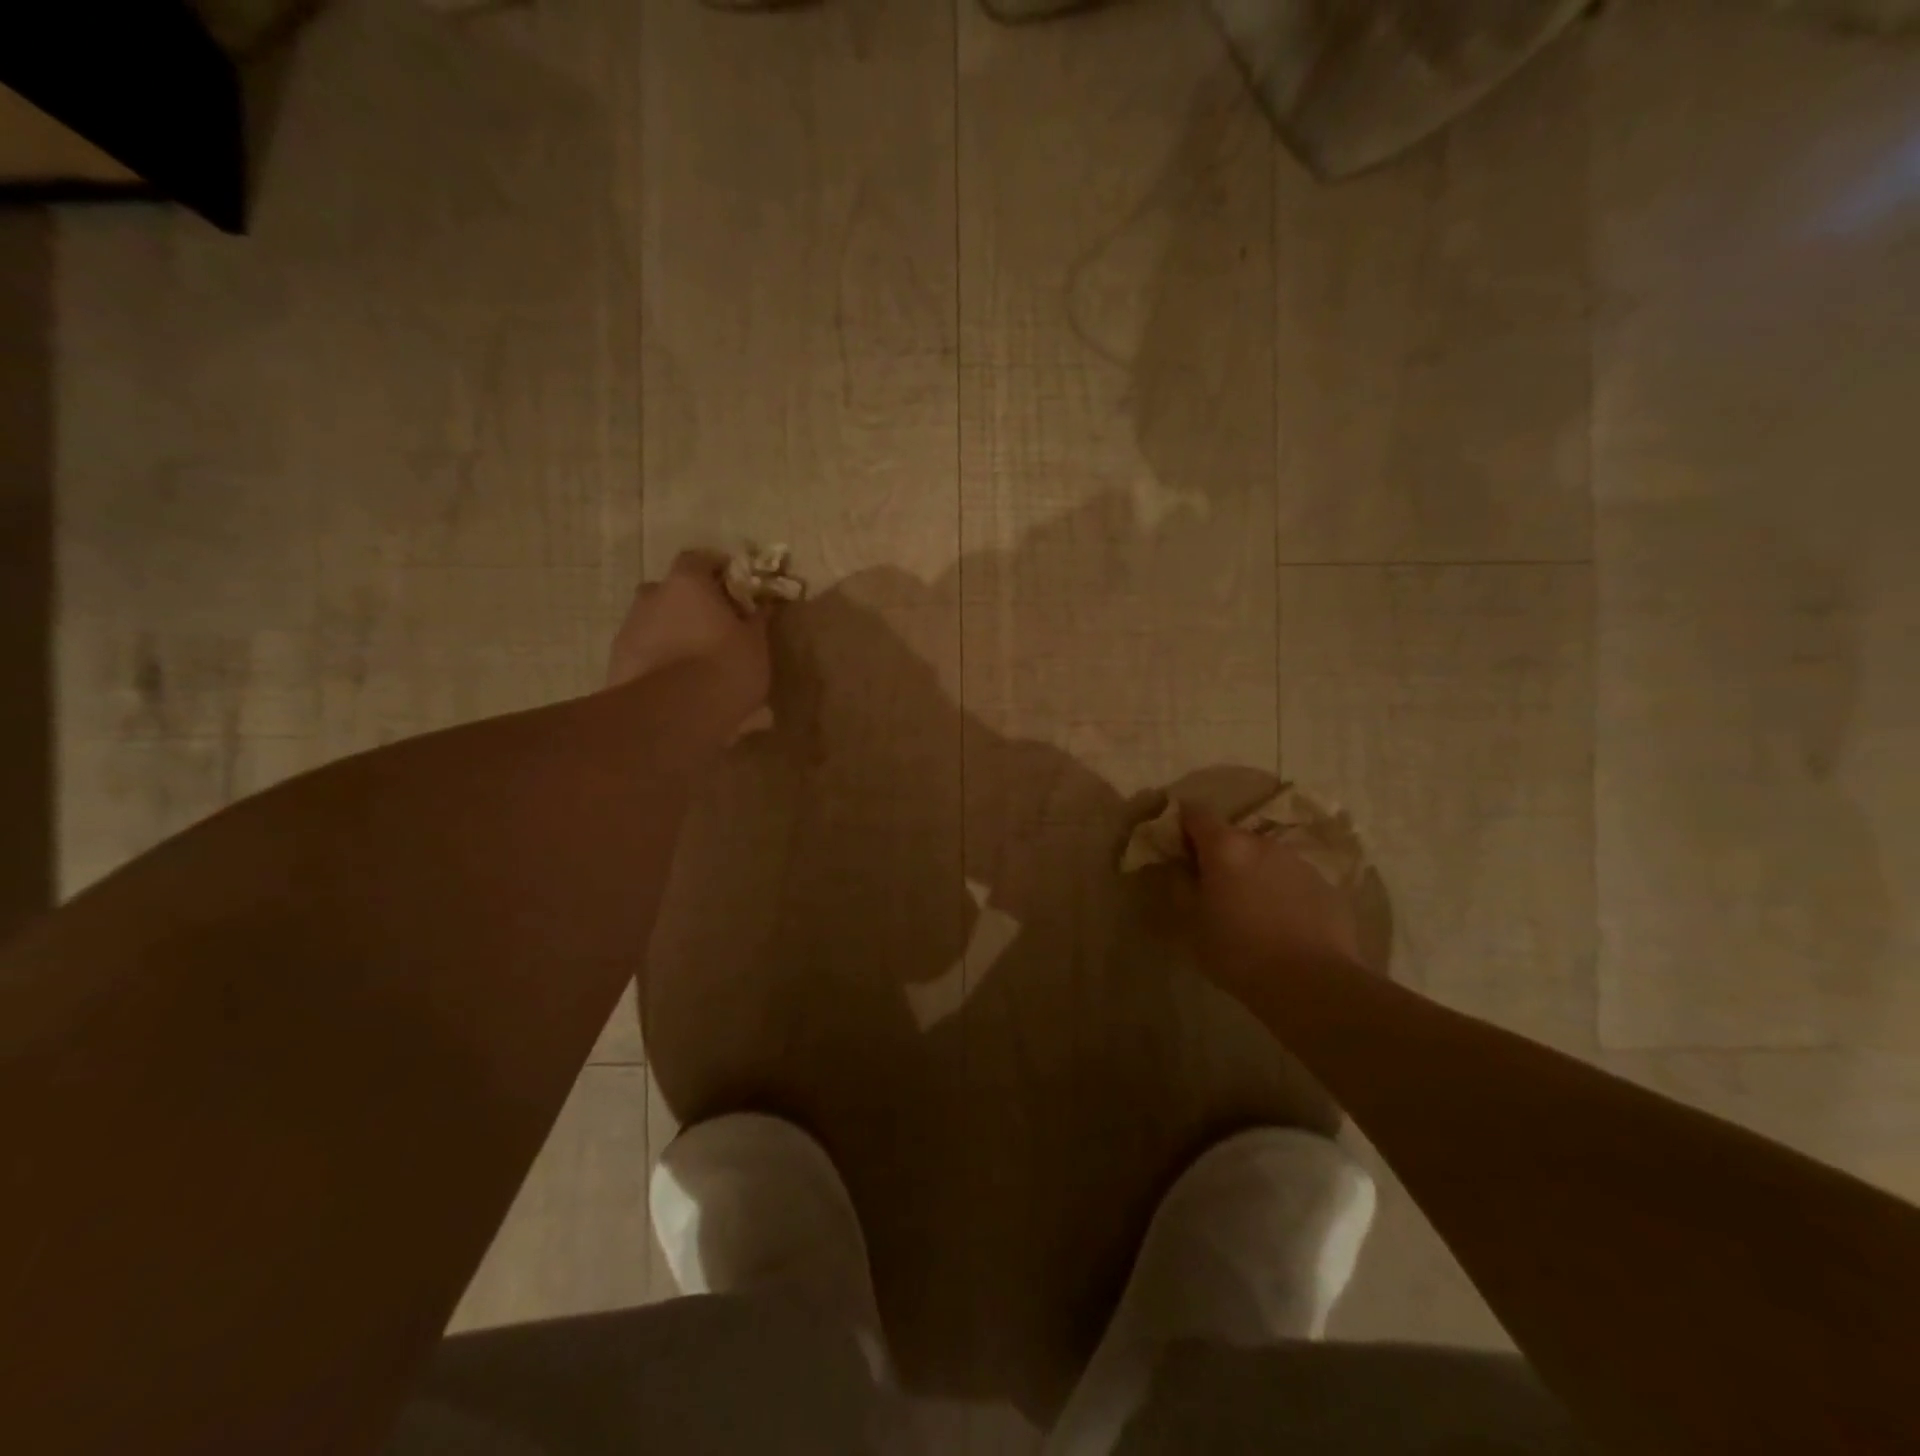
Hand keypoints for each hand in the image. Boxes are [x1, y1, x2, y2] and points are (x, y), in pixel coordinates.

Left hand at [605, 551, 771, 724]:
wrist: (672, 713)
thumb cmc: (725, 666)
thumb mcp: (755, 644)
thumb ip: (756, 621)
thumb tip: (762, 607)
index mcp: (687, 584)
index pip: (698, 559)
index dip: (716, 568)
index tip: (733, 584)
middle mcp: (652, 598)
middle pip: (670, 591)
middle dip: (689, 604)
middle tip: (713, 626)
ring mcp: (629, 630)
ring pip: (654, 623)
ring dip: (673, 634)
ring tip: (695, 662)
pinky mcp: (617, 663)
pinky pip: (644, 653)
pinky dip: (659, 660)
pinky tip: (677, 683)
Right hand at [1179, 804, 1363, 990]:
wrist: (1313, 984)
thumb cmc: (1238, 952)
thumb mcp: (1191, 924)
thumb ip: (1179, 886)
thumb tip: (1177, 865)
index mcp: (1225, 846)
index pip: (1196, 812)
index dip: (1182, 824)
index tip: (1176, 846)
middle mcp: (1262, 843)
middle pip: (1231, 836)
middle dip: (1218, 855)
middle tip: (1211, 888)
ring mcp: (1298, 862)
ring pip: (1263, 858)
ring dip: (1251, 873)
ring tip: (1249, 910)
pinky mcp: (1326, 886)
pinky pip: (1291, 880)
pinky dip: (1279, 891)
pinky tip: (1280, 925)